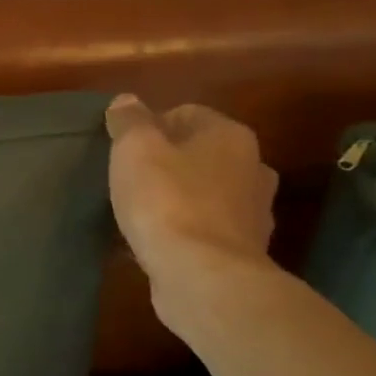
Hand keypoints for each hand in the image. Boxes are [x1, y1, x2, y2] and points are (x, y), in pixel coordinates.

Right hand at [105, 95, 277, 295]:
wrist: (202, 275)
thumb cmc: (166, 200)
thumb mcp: (134, 149)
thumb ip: (129, 120)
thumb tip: (126, 101)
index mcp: (230, 136)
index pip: (185, 113)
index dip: (149, 126)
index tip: (122, 149)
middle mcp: (253, 167)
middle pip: (198, 153)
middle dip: (166, 162)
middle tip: (129, 179)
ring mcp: (253, 212)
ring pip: (204, 192)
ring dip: (176, 197)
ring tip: (139, 212)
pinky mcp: (242, 250)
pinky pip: (204, 228)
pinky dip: (182, 230)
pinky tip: (155, 242)